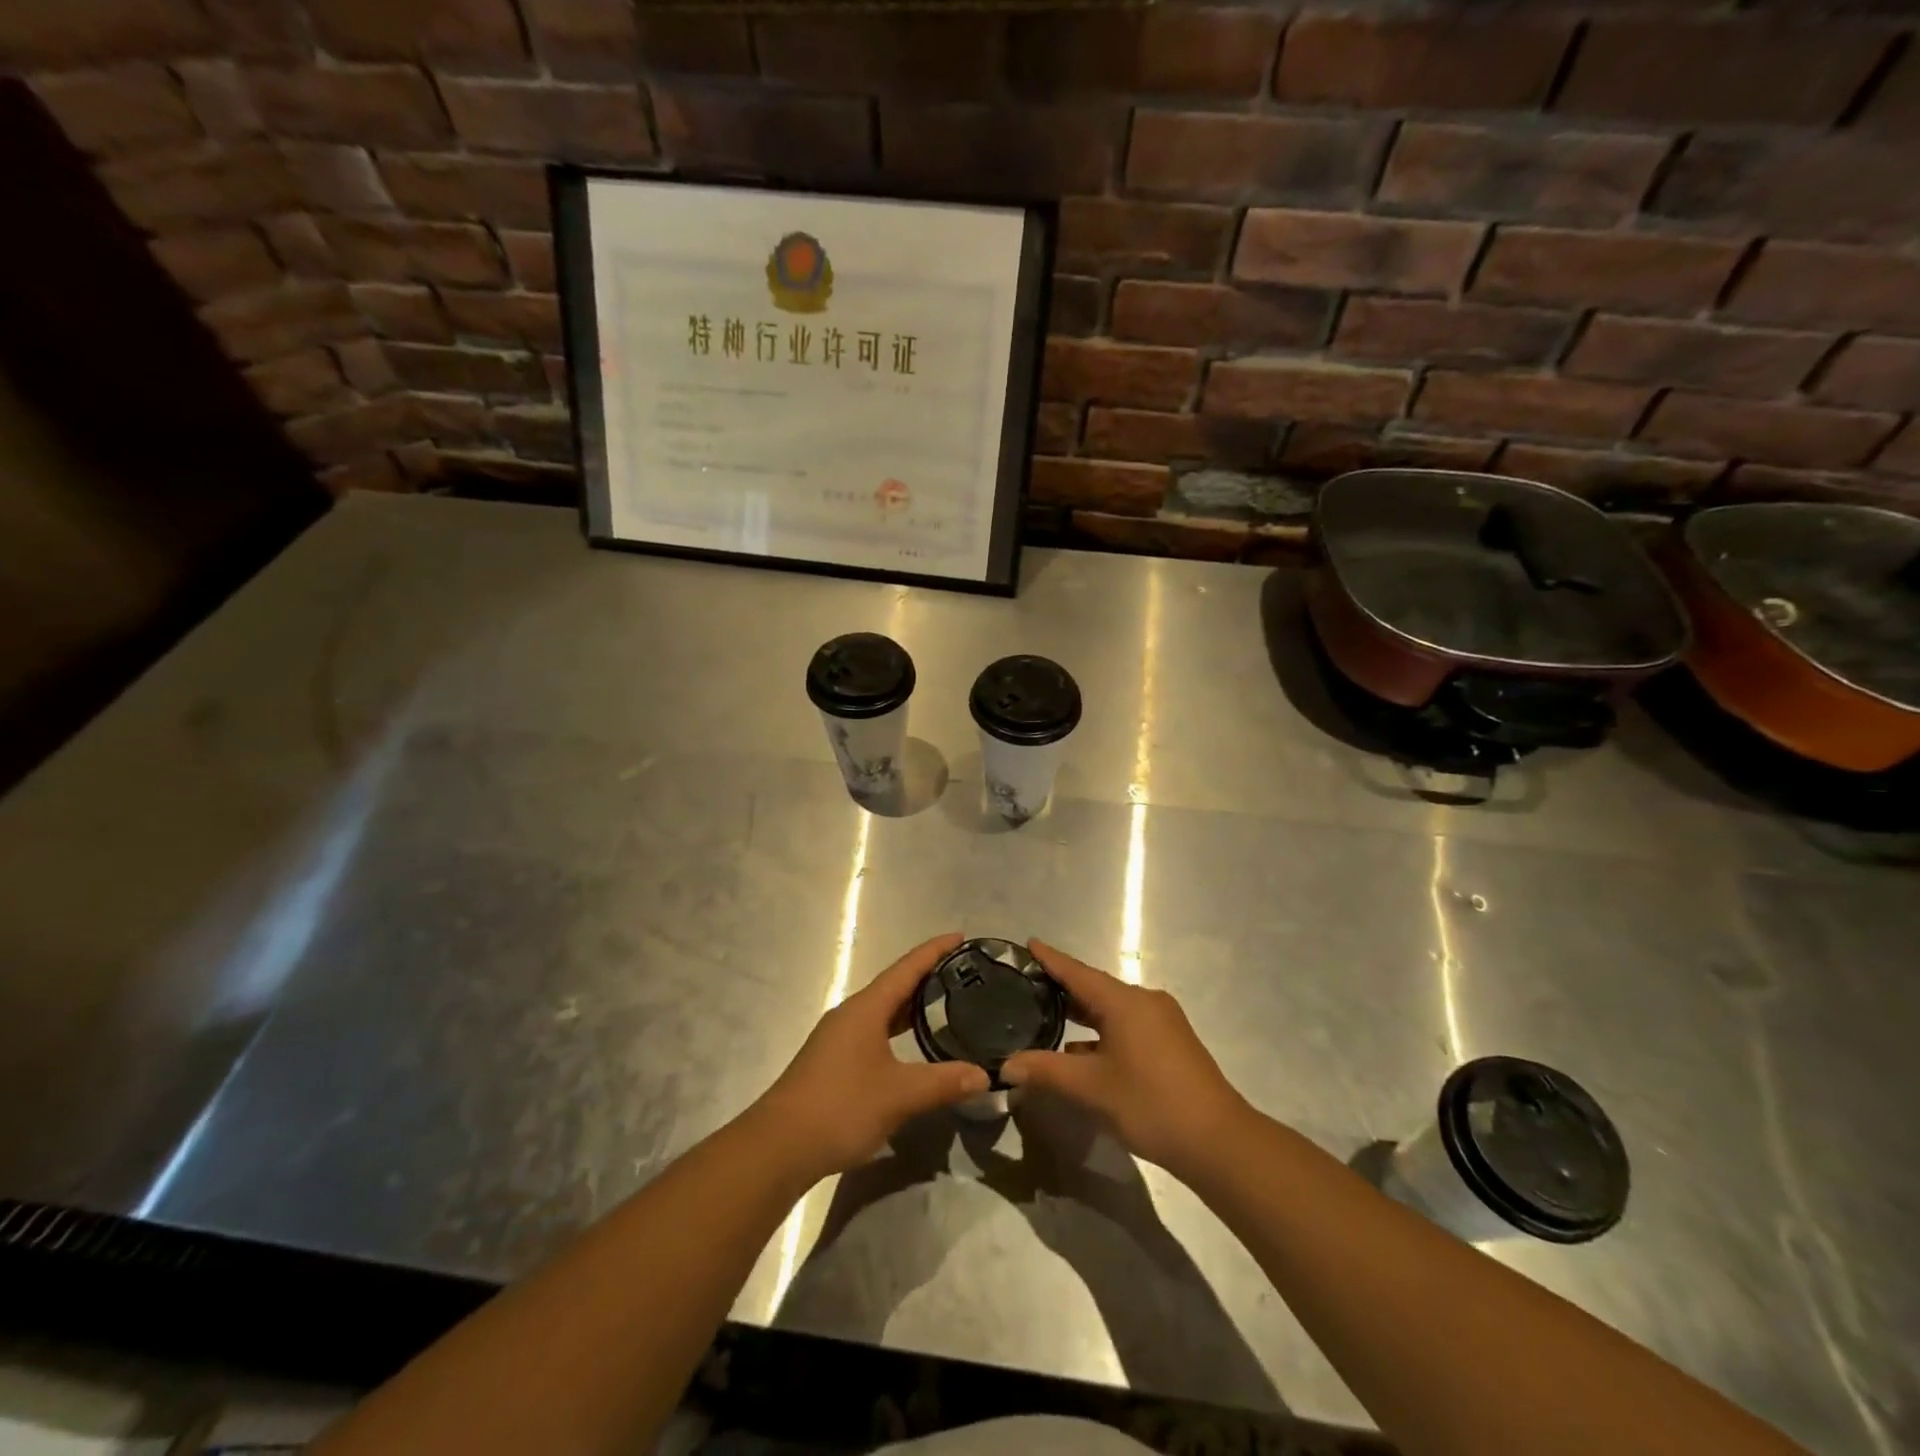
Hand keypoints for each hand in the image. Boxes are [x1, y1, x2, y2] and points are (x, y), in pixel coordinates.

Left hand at [751, 934, 989, 1185]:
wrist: (779, 1146)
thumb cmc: (841, 1106)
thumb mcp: (899, 1095)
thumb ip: (943, 1082)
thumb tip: (984, 1075)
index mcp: (866, 1008)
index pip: (906, 968)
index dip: (934, 951)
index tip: (960, 937)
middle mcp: (851, 1014)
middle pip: (894, 985)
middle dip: (926, 976)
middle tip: (962, 973)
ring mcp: (838, 1037)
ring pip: (882, 1010)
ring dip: (911, 1004)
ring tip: (944, 1003)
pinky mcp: (833, 1061)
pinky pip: (874, 1030)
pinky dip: (897, 1027)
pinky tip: (911, 1045)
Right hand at [1002, 940, 1250, 1180]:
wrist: (1217, 1141)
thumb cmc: (1150, 1103)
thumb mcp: (1090, 1088)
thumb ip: (1046, 1071)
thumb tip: (1007, 1065)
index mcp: (1124, 1001)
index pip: (1077, 972)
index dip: (1051, 958)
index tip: (1029, 942)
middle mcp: (1144, 1001)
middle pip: (1095, 988)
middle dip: (1063, 988)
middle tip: (1028, 985)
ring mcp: (1162, 1022)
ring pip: (1112, 1010)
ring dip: (1083, 1014)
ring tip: (1048, 1017)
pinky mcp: (1171, 1044)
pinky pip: (1127, 1026)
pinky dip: (1102, 1032)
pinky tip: (1083, 1052)